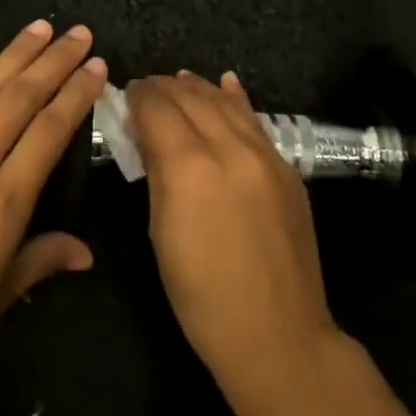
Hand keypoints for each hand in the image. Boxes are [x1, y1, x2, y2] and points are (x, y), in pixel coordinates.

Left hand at [0, 21, 105, 415]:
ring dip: (13, 56)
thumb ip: (39, 261)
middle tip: (78, 32)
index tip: (97, 65)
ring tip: (38, 28)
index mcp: (0, 206)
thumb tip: (84, 252)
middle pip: (17, 98)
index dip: (76, 94)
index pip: (49, 132)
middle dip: (52, 60)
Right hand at [128, 71, 341, 405]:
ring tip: (180, 81)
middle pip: (192, 98)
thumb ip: (157, 175)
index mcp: (189, 167)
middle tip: (147, 88)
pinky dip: (237, 99)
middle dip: (165, 88)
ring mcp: (265, 155)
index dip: (139, 96)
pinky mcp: (287, 168)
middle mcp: (229, 148)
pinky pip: (257, 121)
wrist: (278, 334)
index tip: (127, 92)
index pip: (158, 110)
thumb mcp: (161, 233)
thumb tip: (149, 138)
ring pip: (226, 103)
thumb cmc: (202, 296)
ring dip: (199, 88)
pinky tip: (227, 83)